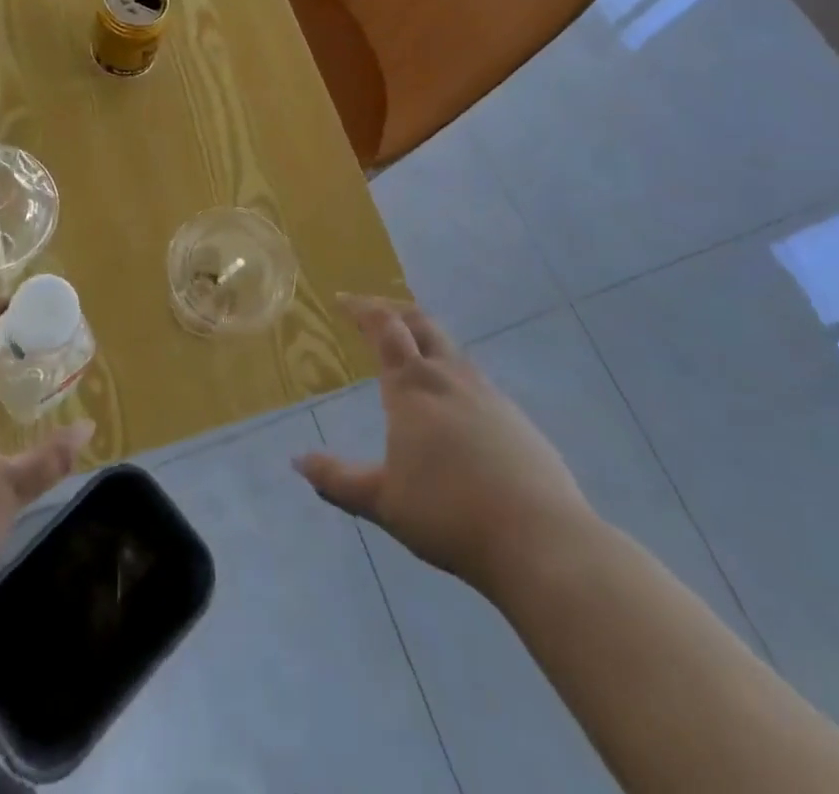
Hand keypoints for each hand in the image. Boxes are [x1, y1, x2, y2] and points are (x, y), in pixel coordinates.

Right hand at [294, 295, 591, 590]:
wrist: (540, 539)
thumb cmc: (449, 514)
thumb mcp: (384, 502)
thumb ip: (338, 480)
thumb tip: (298, 462)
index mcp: (412, 387)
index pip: (384, 328)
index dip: (362, 308)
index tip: (343, 299)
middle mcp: (449, 377)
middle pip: (421, 323)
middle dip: (393, 310)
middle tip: (373, 312)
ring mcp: (487, 393)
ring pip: (450, 348)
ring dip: (424, 339)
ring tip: (409, 353)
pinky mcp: (515, 417)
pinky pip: (474, 379)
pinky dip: (451, 372)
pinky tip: (451, 404)